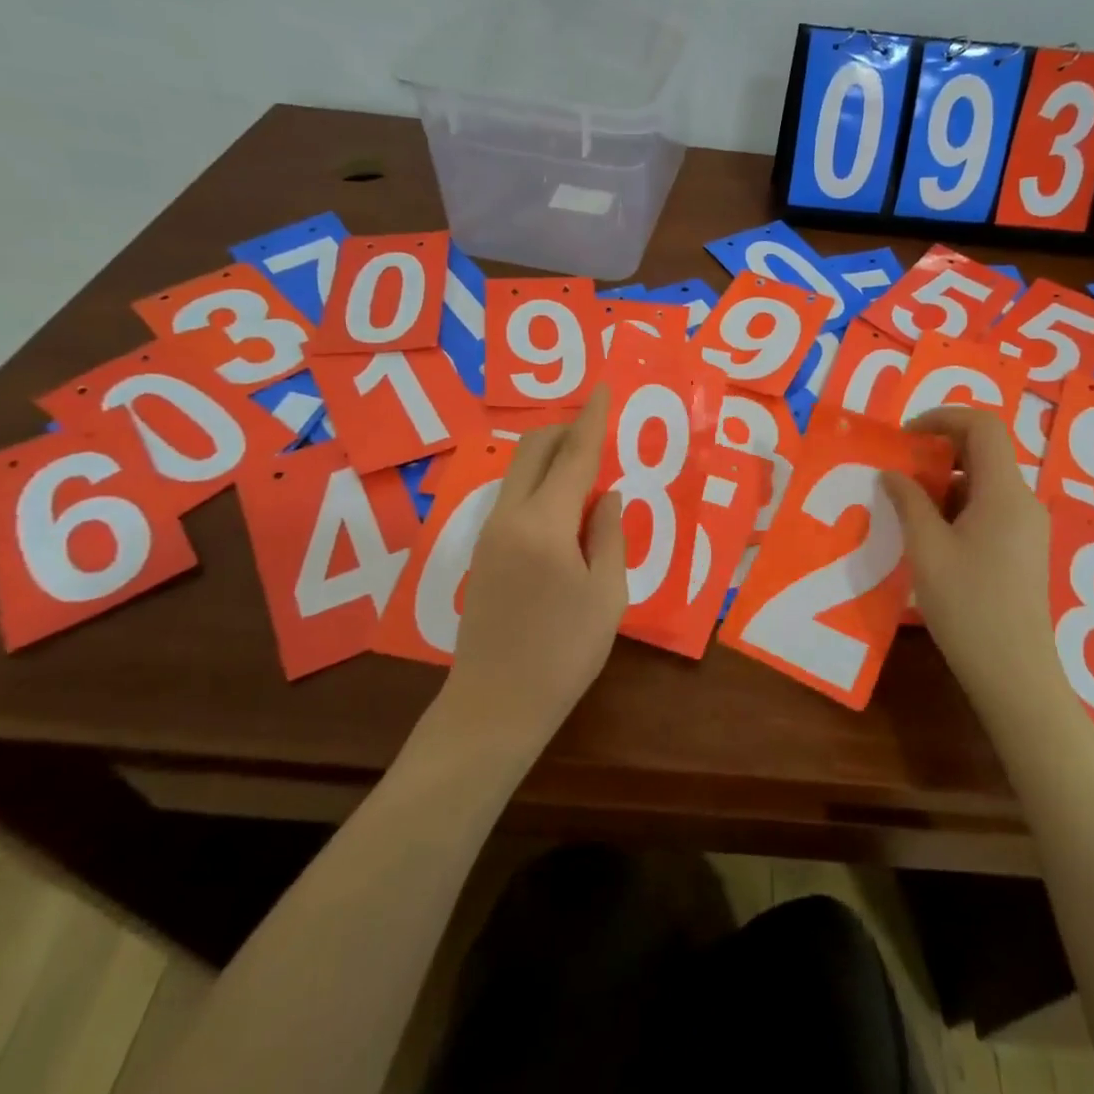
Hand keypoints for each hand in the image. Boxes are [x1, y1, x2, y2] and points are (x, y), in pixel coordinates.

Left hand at [443, 386, 627, 755]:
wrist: (495, 704)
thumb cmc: (564, 653)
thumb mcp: (606, 595)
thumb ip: (609, 534)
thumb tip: (609, 494)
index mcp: (545, 524)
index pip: (573, 455)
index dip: (591, 419)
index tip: (602, 388)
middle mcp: (510, 516)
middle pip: (535, 450)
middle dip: (567, 431)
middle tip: (601, 436)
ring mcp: (490, 532)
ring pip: (521, 471)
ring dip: (552, 458)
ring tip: (589, 474)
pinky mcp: (484, 550)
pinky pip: (514, 496)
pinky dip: (541, 484)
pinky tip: (565, 509)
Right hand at [881, 407, 1064, 715]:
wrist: (1014, 672)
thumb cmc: (968, 605)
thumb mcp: (927, 548)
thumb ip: (908, 502)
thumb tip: (891, 473)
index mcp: (1005, 492)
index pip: (983, 426)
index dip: (943, 417)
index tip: (905, 436)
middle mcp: (1023, 501)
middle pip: (985, 451)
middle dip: (938, 451)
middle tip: (898, 470)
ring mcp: (1027, 526)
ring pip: (985, 482)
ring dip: (944, 482)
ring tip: (906, 505)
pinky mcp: (1023, 549)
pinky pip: (989, 508)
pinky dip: (957, 506)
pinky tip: (929, 534)